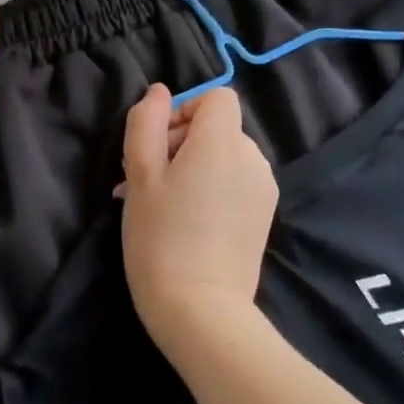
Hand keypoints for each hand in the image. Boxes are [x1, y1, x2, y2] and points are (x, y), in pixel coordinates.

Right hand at [119, 84, 277, 355]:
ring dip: (191, 167)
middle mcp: (252, 158)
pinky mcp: (264, 215)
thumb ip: (146, 122)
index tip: (158, 146)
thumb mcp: (140, 174)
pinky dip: (210, 188)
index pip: (216, 97)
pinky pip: (234, 182)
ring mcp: (263, 189)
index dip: (184, 111)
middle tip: (144, 182)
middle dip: (179, 143)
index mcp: (223, 142)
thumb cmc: (161, 237)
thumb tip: (159, 92)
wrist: (201, 311)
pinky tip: (185, 221)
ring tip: (160, 204)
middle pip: (216, 128)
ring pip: (223, 156)